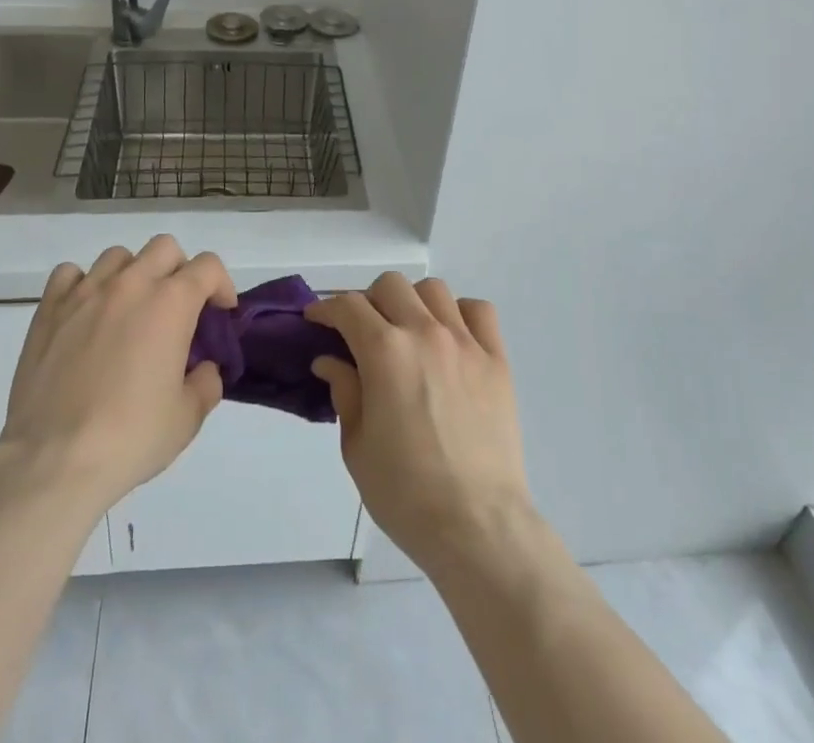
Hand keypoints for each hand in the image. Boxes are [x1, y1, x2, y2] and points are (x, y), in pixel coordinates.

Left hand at [0, 235, 235, 517]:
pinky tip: (86, 314)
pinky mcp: (49, 309)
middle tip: (177, 310)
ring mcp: (86, 292)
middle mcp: (131, 284)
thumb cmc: (129, 438)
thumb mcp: (187, 418)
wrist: (53, 460)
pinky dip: (84, 285)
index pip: (208, 266)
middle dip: (179, 271)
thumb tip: (203, 368)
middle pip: (165, 248)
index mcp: (171, 303)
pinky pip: (70, 274)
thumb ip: (206, 383)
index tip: (219, 314)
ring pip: (119, 256)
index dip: (221, 285)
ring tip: (129, 311)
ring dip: (133, 275)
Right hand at [308, 274, 532, 574]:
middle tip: (362, 332)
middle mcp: (425, 333)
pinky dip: (460, 313)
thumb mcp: (356, 446)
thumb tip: (331, 361)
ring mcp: (466, 343)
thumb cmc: (406, 493)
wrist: (477, 526)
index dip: (326, 308)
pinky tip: (451, 337)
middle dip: (368, 301)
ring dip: (412, 302)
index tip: (317, 320)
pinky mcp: (497, 359)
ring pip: (434, 290)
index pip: (348, 307)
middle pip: (391, 286)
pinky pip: (479, 311)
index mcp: (384, 351)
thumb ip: (344, 392)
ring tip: (407, 331)